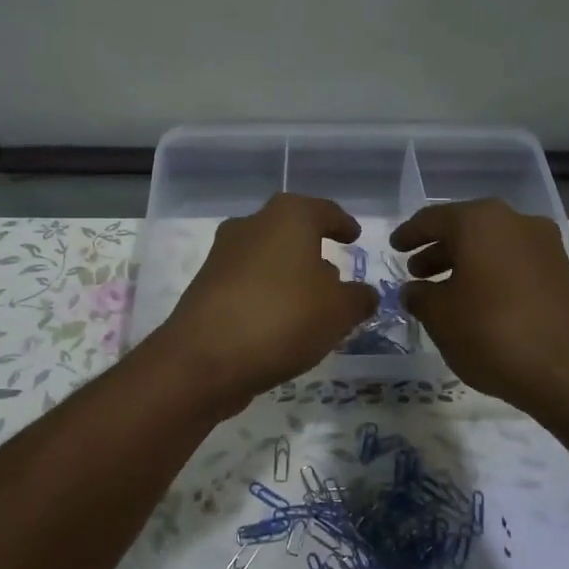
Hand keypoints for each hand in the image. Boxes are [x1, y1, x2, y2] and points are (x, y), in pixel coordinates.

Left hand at [154, 194, 378, 413]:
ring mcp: (223, 255)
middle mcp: (251, 225)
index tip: (354, 237)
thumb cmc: (283, 317)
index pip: (324, 210)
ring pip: (267, 257)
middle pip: (290, 231)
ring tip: (310, 305)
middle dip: (313, 250)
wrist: (204, 357)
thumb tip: (364, 294)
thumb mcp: (339, 311)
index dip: (342, 224)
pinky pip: (248, 284)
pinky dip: (267, 295)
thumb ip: (359, 298)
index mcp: (288, 216)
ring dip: (288, 275)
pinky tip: (280, 323)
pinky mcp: (206, 286)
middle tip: (335, 277)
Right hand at [391, 199, 568, 415]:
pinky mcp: (563, 272)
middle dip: (438, 249)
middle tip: (416, 271)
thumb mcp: (440, 317)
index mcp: (480, 221)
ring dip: (465, 263)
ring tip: (444, 291)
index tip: (394, 247)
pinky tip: (479, 303)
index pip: (433, 219)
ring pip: (492, 245)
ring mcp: (545, 246)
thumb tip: (414, 290)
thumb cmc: (492, 333)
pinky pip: (514, 263)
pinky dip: (491, 274)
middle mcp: (515, 221)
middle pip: (466, 228)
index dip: (409, 234)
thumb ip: (420, 296)